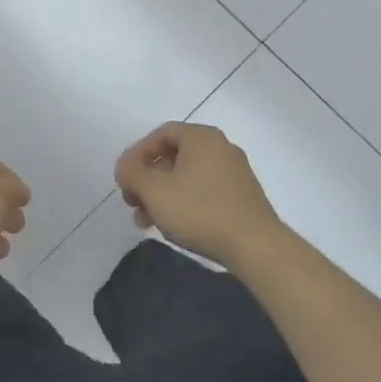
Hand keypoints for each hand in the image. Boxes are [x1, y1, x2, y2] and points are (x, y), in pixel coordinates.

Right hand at [115, 123, 281, 268]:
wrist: (256, 246)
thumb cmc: (200, 211)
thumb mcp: (155, 191)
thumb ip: (132, 173)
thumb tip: (125, 168)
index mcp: (201, 137)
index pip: (161, 134)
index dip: (137, 155)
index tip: (124, 179)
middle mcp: (220, 147)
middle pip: (173, 156)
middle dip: (148, 180)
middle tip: (133, 203)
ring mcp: (235, 172)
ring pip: (187, 177)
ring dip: (162, 195)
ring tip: (148, 222)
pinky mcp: (242, 196)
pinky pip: (204, 190)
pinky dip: (184, 202)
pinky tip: (174, 226)